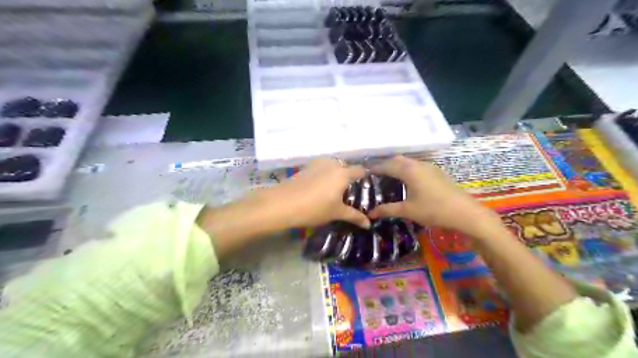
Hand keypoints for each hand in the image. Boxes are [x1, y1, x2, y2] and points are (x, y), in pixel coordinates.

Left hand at [267, 157, 372, 228]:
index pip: (360, 170)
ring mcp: (317, 164)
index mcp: (343, 173)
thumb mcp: (336, 213)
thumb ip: (354, 216)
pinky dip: (325, 175)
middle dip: (350, 178)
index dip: (366, 177)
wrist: (283, 204)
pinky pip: (321, 169)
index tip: (368, 187)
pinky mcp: (306, 167)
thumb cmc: (314, 208)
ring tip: (336, 191)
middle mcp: (332, 163)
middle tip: (351, 193)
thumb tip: (368, 224)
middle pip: (346, 167)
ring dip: (336, 176)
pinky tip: (321, 188)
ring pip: (333, 167)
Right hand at [370, 155, 498, 234]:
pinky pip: (417, 165)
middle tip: (374, 173)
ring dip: (396, 165)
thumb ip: (387, 209)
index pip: (386, 165)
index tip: (363, 170)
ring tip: (387, 175)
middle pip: (397, 159)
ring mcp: (429, 166)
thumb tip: (370, 213)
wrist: (465, 212)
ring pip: (408, 161)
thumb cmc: (434, 210)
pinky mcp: (437, 171)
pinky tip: (406, 179)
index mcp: (409, 170)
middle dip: (384, 164)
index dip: (374, 167)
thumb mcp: (408, 210)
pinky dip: (407, 169)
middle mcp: (418, 164)